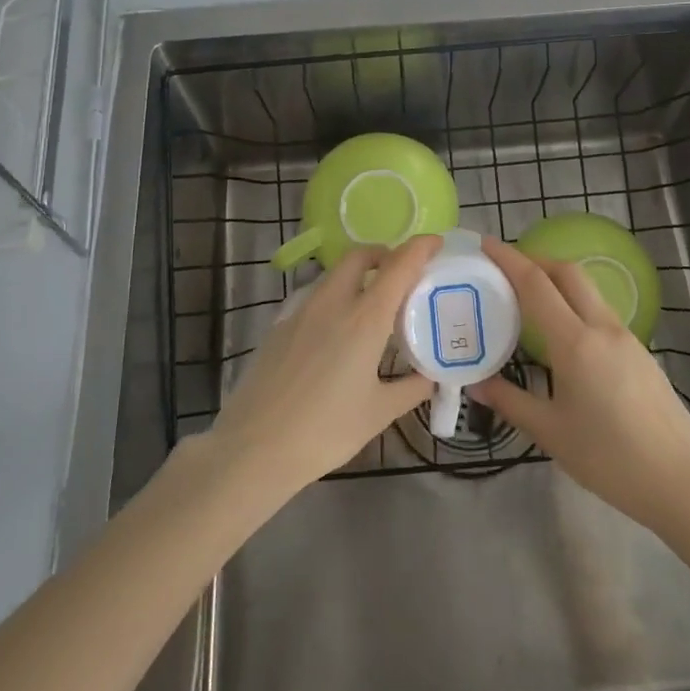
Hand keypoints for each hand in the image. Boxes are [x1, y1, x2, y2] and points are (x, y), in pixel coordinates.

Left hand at [207, 236, 438, 497]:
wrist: (253, 447)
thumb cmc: (325, 431)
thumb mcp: (378, 413)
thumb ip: (411, 388)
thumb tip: (432, 376)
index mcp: (364, 319)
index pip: (398, 266)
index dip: (420, 248)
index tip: (436, 243)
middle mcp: (332, 303)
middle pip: (359, 256)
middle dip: (383, 254)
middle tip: (401, 274)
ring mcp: (300, 311)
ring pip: (333, 275)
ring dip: (357, 275)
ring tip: (372, 306)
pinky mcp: (279, 326)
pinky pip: (314, 297)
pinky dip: (334, 298)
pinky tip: (337, 333)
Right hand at [471, 235, 689, 534]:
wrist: (682, 483)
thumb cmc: (609, 459)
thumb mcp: (550, 433)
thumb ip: (510, 402)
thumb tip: (477, 383)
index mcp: (576, 343)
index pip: (536, 284)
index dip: (509, 259)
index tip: (486, 244)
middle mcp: (603, 328)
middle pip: (567, 272)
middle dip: (535, 260)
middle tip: (504, 269)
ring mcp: (627, 338)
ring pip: (588, 290)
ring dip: (557, 281)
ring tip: (528, 299)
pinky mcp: (640, 353)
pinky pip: (600, 312)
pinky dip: (574, 305)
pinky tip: (562, 334)